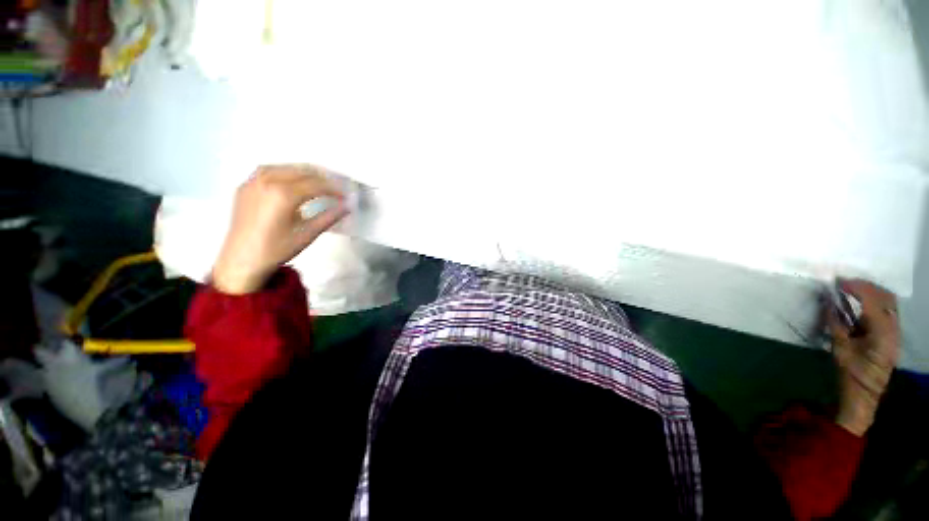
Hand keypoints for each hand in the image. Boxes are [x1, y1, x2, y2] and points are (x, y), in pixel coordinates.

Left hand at [212, 165, 347, 293]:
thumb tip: (347, 207)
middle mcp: (268, 181)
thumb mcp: (308, 234)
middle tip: (335, 188)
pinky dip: (285, 172)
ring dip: (304, 173)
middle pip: (302, 172)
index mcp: (284, 194)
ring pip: (285, 167)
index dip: (334, 189)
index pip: (316, 185)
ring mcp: (253, 182)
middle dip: (322, 178)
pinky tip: (291, 181)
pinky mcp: (245, 186)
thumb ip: (329, 217)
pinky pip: (267, 171)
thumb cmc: (277, 249)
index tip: (345, 196)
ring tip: (317, 182)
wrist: (241, 259)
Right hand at [827, 280, 899, 435]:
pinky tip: (859, 303)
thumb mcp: (839, 350)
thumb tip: (828, 302)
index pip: (873, 302)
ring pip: (888, 302)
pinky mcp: (891, 334)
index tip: (838, 282)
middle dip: (866, 286)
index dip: (856, 288)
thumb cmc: (850, 374)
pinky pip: (886, 310)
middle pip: (886, 297)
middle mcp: (893, 330)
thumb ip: (835, 324)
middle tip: (844, 283)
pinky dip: (873, 301)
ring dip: (870, 292)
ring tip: (850, 290)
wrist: (864, 395)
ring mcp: (895, 332)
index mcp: (882, 334)